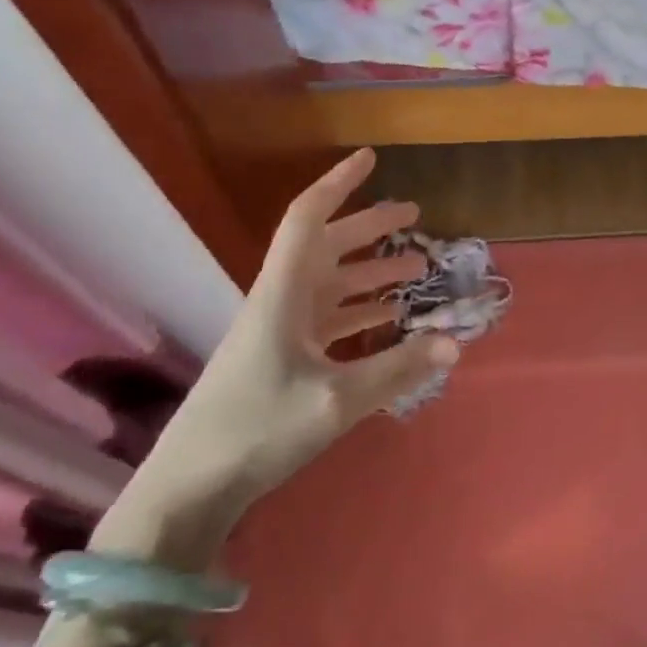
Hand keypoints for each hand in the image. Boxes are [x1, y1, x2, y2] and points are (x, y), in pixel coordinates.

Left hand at [98, 149, 456, 565]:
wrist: (191, 487)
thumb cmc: (258, 429)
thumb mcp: (338, 401)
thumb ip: (399, 368)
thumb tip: (455, 342)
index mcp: (284, 293)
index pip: (309, 219)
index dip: (338, 184)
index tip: (371, 159)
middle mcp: (281, 301)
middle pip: (328, 246)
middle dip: (370, 226)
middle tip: (415, 216)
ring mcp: (281, 331)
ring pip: (333, 284)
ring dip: (372, 271)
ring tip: (417, 267)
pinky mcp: (283, 359)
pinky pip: (330, 320)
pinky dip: (362, 312)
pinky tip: (391, 321)